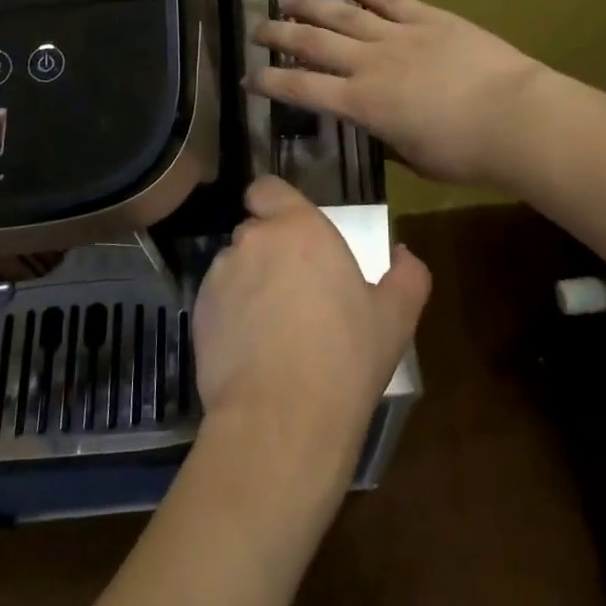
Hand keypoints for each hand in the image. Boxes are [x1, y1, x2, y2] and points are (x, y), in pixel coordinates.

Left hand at [192, 177, 430, 483]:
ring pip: (234, 265)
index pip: (268, 188)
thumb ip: (408, 275)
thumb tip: (403, 254)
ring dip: (249, 281)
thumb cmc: (345, 356)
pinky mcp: (198, 311)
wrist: (282, 417)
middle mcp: (253, 240)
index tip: (291, 230)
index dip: (275, 203)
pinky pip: (217, 300)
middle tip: (295, 290)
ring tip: (272, 326)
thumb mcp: (395, 317)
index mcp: (299, 227)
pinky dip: (230, 313)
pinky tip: (251, 349)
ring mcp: (221, 275)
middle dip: (270, 251)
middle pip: (255, 230)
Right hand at [249, 0, 553, 186]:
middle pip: (313, 43)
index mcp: (361, 104)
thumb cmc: (465, 153)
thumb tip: (375, 126)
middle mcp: (369, 64)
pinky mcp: (427, 17)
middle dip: (279, 35)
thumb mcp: (414, 158)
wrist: (515, 117)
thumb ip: (386, 138)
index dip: (271, 81)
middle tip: (256, 28)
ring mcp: (397, 35)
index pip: (302, 89)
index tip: (249, 77)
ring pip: (343, 15)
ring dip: (312, 5)